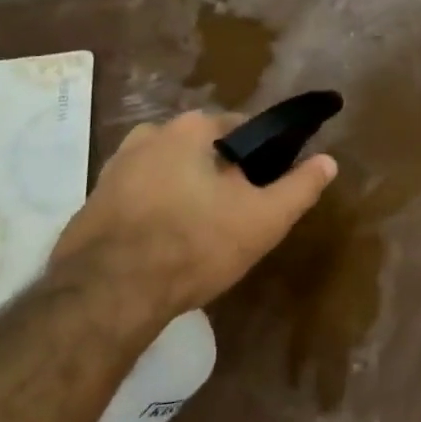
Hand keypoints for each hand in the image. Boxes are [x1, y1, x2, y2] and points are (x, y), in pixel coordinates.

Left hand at [49, 111, 336, 319]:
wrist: (107, 294)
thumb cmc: (195, 244)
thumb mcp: (263, 219)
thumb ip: (300, 187)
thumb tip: (329, 161)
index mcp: (191, 129)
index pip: (239, 127)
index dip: (258, 155)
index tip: (265, 185)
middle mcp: (148, 135)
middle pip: (200, 149)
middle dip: (218, 173)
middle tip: (234, 213)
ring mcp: (113, 168)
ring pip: (166, 172)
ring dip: (183, 191)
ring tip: (198, 231)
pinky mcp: (91, 203)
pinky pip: (137, 198)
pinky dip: (152, 212)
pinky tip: (162, 244)